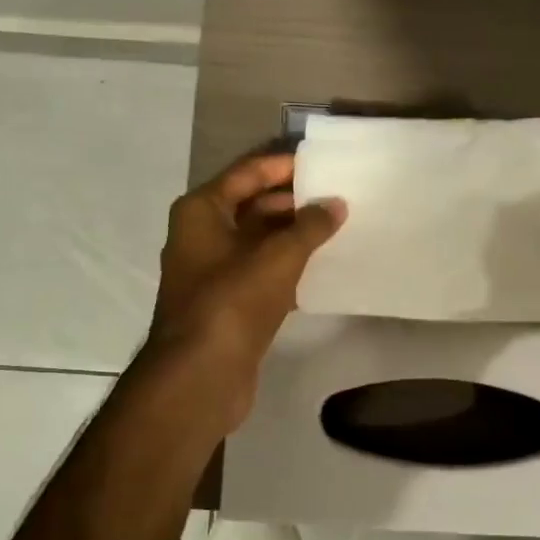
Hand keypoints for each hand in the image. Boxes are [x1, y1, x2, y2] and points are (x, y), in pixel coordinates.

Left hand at [144, 151, 345, 429]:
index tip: (322, 163)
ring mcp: (213, 272)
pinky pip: (262, 272)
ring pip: (260, 241)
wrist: (201, 375)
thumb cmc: (233, 302)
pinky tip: (322, 268)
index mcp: (202, 212)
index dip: (283, 166)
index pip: (247, 174)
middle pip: (253, 206)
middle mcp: (202, 235)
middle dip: (294, 202)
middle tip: (337, 197)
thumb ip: (310, 226)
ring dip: (294, 236)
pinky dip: (289, 267)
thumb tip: (335, 204)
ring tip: (338, 228)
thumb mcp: (278, 257)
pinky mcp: (228, 303)